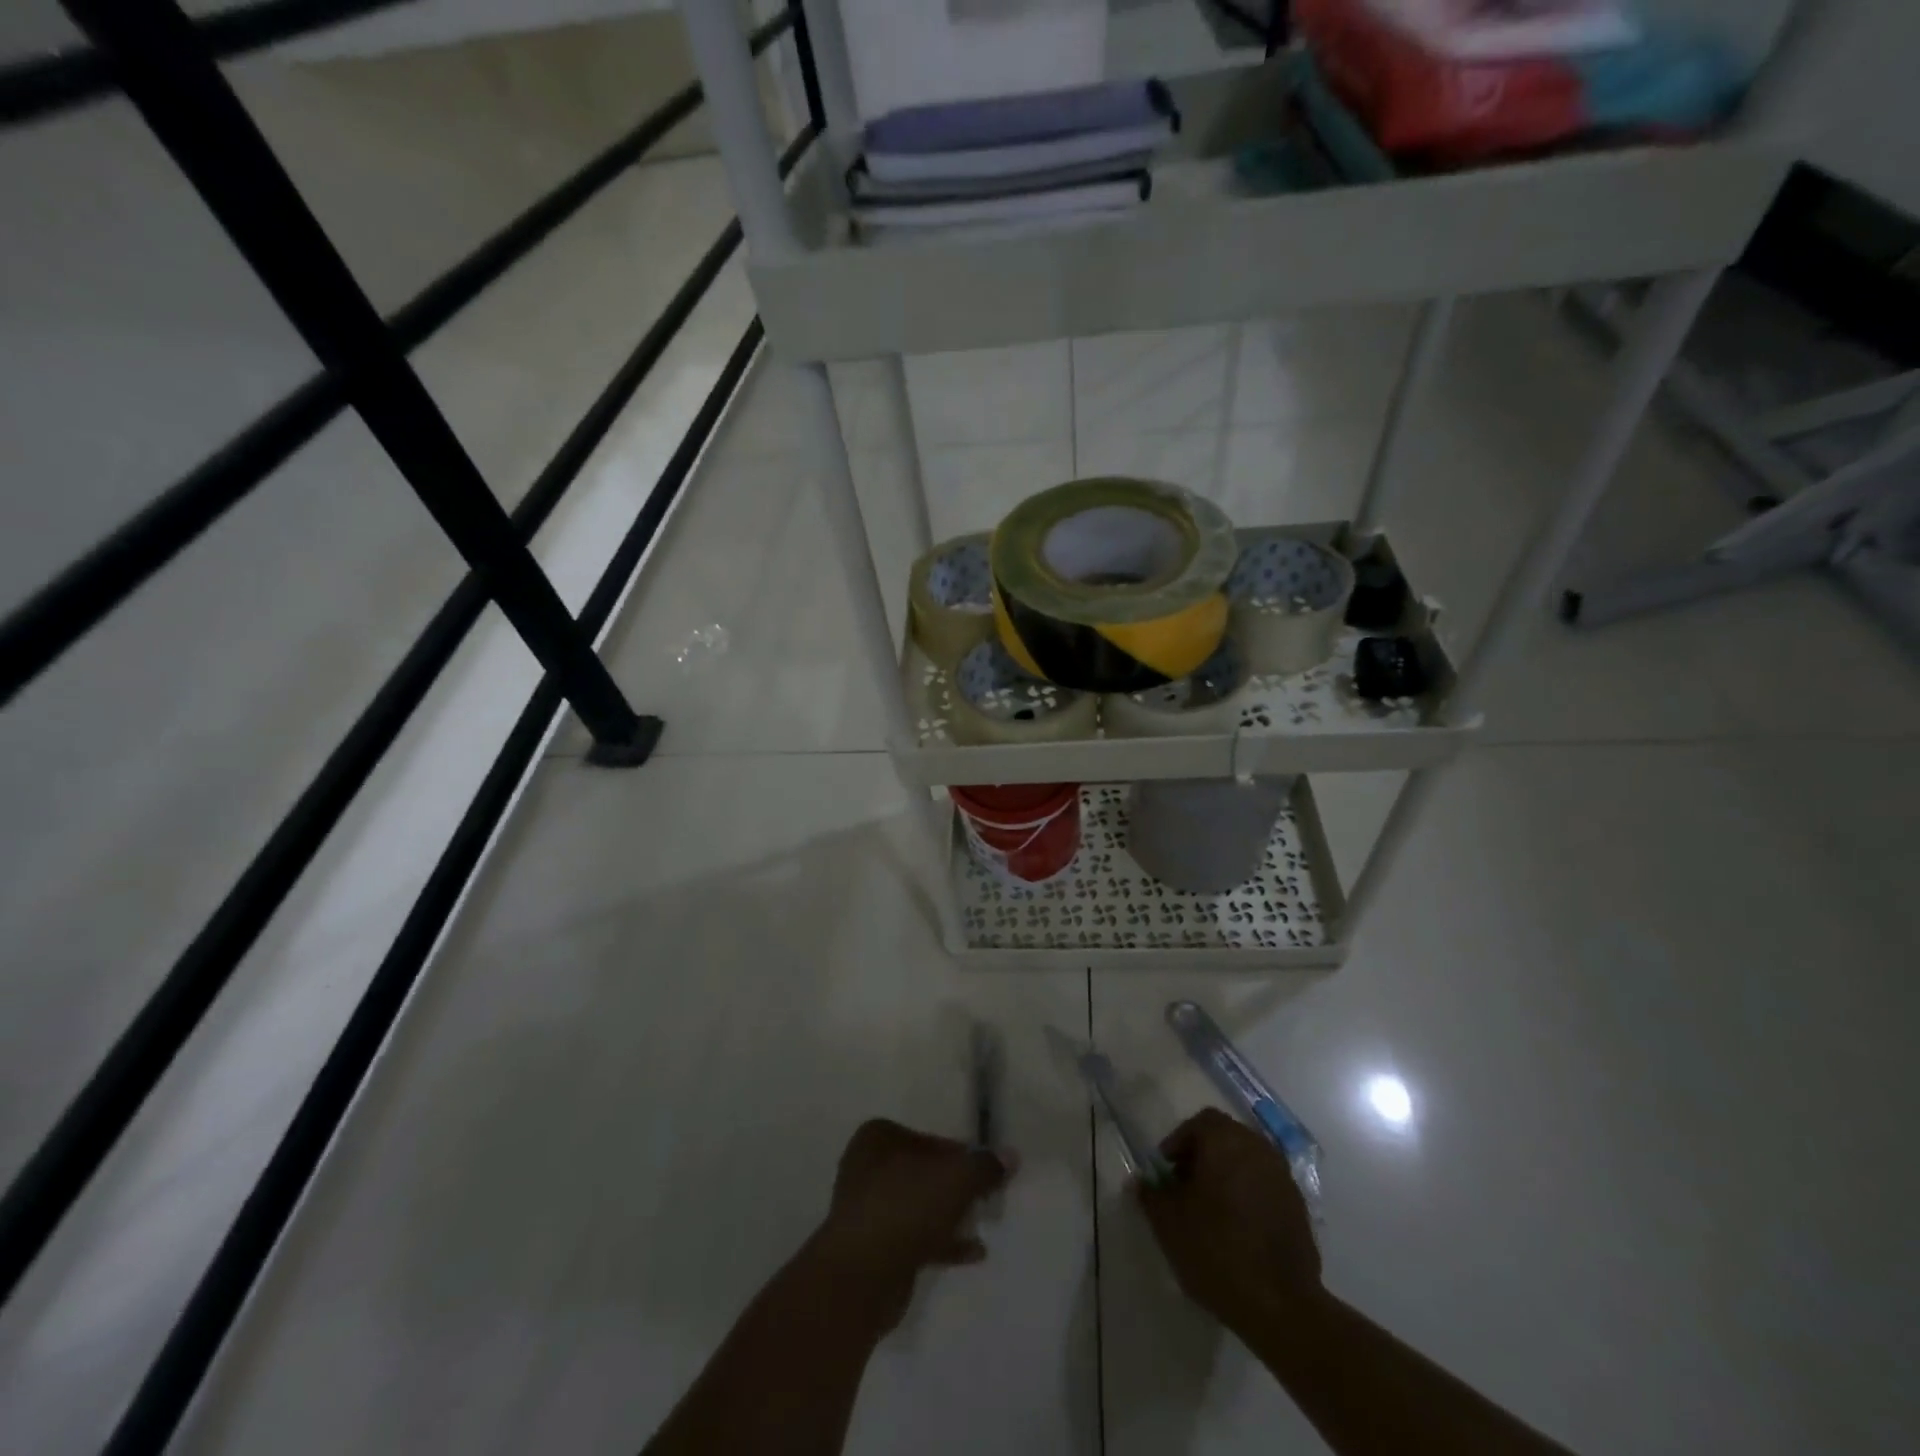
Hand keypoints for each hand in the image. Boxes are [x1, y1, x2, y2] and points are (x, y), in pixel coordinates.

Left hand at [809, 1119, 1015, 1334]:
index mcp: (878, 1138)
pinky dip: (942, 1242)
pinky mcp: (874, 1249)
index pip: (930, 1138)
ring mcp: (868, 1210)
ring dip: (950, 1214)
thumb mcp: (955, 1179)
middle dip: (956, 1186)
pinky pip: (915, 1236)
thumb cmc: (905, 1208)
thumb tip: (1011, 1156)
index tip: (985, 1171)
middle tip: (986, 1197)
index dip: (960, 1154)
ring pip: (920, 1205)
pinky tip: (974, 1252)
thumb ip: (984, 1166)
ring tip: (984, 1222)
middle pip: (925, 1172)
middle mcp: (868, 1167)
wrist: (860, 1278)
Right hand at [1135, 1107, 1321, 1336]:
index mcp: (1226, 1141)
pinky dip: (1248, 1196)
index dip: (1179, 1142)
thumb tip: (1140, 1182)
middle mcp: (1258, 1148)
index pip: (1199, 1123)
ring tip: (1210, 1211)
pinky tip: (1238, 1229)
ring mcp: (1283, 1177)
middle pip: (1225, 1138)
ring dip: (1227, 1176)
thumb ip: (1150, 1195)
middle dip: (1202, 1157)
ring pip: (1247, 1162)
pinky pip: (1265, 1187)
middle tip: (1185, 1188)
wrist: (1281, 1306)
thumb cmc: (1216, 1250)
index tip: (1166, 1171)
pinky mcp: (1299, 1208)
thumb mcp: (1168, 1223)